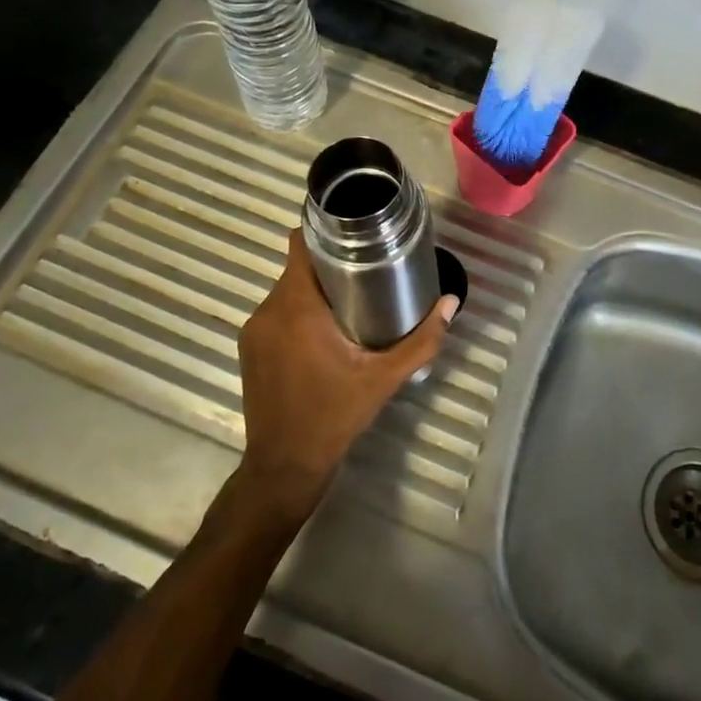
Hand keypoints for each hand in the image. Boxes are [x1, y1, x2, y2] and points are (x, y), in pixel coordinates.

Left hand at [234, 231, 457, 520]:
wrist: (283, 468)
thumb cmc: (334, 417)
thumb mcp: (383, 378)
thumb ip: (420, 340)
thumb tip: (450, 303)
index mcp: (296, 307)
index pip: (299, 246)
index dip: (323, 232)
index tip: (353, 232)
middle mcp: (268, 311)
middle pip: (297, 268)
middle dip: (328, 265)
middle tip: (365, 271)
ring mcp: (254, 331)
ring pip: (287, 292)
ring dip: (314, 292)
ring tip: (350, 302)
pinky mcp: (249, 350)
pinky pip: (276, 314)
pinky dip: (298, 314)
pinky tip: (323, 333)